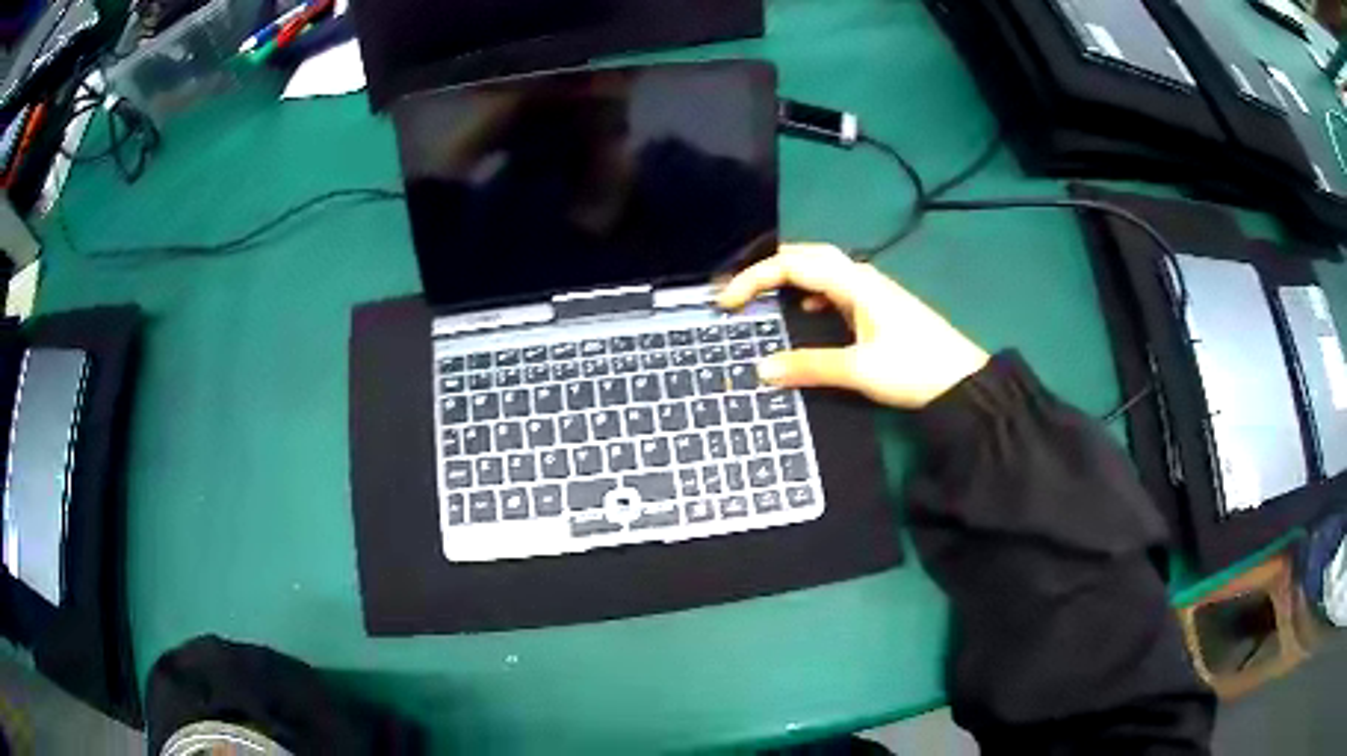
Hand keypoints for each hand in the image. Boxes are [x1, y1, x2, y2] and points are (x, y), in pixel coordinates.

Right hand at [716, 244, 989, 408]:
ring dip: (788, 277)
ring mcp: (872, 289)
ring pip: (821, 269)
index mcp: (853, 283)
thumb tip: (761, 369)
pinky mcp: (878, 305)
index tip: (726, 302)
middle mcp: (860, 276)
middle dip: (767, 267)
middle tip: (738, 289)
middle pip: (806, 256)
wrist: (962, 380)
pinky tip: (806, 311)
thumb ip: (809, 366)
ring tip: (761, 295)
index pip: (793, 265)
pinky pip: (835, 287)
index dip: (754, 278)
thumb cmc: (913, 368)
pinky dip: (810, 292)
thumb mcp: (859, 370)